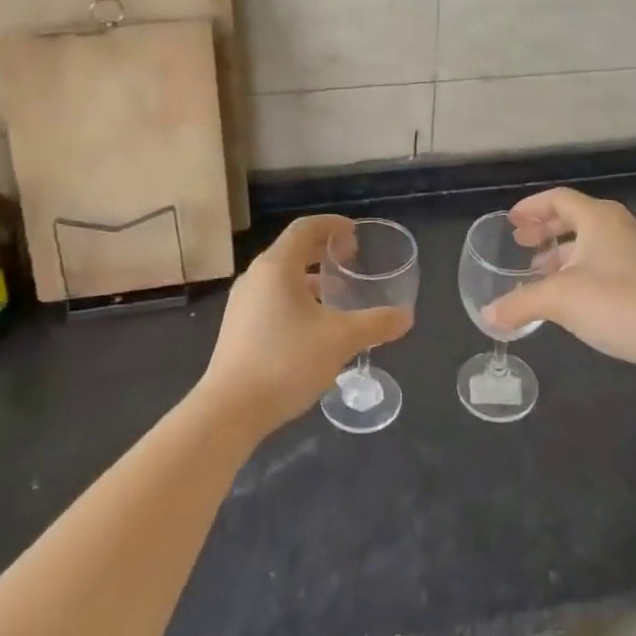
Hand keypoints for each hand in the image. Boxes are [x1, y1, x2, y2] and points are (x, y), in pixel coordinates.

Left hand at [198, 215, 413, 431]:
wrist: (229, 410)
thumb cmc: (285, 362)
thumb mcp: (340, 341)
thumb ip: (375, 324)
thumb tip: (406, 317)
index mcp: (277, 267)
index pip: (305, 228)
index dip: (333, 225)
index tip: (356, 232)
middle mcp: (256, 277)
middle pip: (292, 249)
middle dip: (323, 249)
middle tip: (352, 258)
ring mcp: (243, 302)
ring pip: (281, 275)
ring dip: (310, 276)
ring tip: (337, 292)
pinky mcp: (238, 327)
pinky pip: (272, 296)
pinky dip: (296, 296)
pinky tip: (313, 324)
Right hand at [484, 188, 635, 383]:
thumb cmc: (617, 303)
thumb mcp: (559, 300)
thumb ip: (519, 303)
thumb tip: (487, 315)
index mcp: (599, 218)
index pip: (559, 198)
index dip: (532, 207)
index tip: (511, 221)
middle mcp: (619, 226)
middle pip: (575, 216)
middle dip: (545, 228)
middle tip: (520, 242)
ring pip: (590, 242)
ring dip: (562, 252)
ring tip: (538, 271)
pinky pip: (604, 261)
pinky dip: (580, 269)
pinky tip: (569, 295)